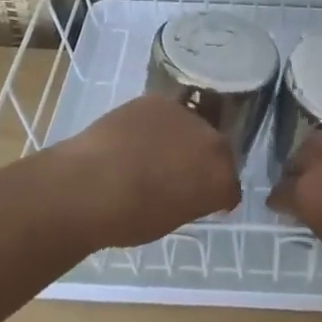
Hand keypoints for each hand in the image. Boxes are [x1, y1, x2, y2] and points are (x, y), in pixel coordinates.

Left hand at [57, 95, 240, 247]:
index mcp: (221, 177)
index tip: (201, 200)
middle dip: (203, 161)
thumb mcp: (172, 220)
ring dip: (180, 139)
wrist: (90, 185)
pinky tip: (134, 138)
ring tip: (153, 153)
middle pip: (216, 149)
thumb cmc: (130, 218)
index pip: (230, 186)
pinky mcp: (157, 100)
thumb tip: (188, 191)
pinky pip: (164, 114)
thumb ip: (191, 200)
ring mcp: (185, 115)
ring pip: (191, 127)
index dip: (216, 195)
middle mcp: (212, 141)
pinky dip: (155, 125)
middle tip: (179, 175)